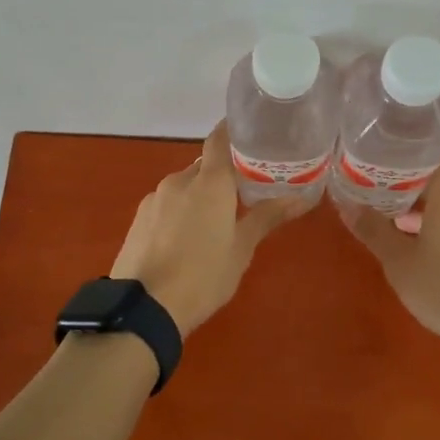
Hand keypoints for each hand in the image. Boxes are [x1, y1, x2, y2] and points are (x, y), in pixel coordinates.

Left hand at [109, 122, 309, 336]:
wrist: (144, 308)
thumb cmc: (203, 276)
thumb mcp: (241, 249)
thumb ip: (267, 217)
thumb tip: (301, 198)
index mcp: (209, 182)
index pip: (220, 139)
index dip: (232, 131)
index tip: (250, 132)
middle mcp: (179, 181)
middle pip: (203, 166)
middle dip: (221, 175)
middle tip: (242, 192)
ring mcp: (154, 199)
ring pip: (183, 187)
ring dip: (199, 196)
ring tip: (214, 222)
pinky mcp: (138, 219)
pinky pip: (166, 204)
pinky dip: (179, 211)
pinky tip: (185, 239)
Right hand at [342, 156, 439, 352]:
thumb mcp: (399, 263)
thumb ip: (374, 231)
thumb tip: (347, 205)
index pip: (436, 160)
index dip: (413, 162)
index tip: (389, 173)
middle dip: (416, 202)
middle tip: (388, 217)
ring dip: (433, 225)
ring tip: (408, 249)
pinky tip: (438, 271)